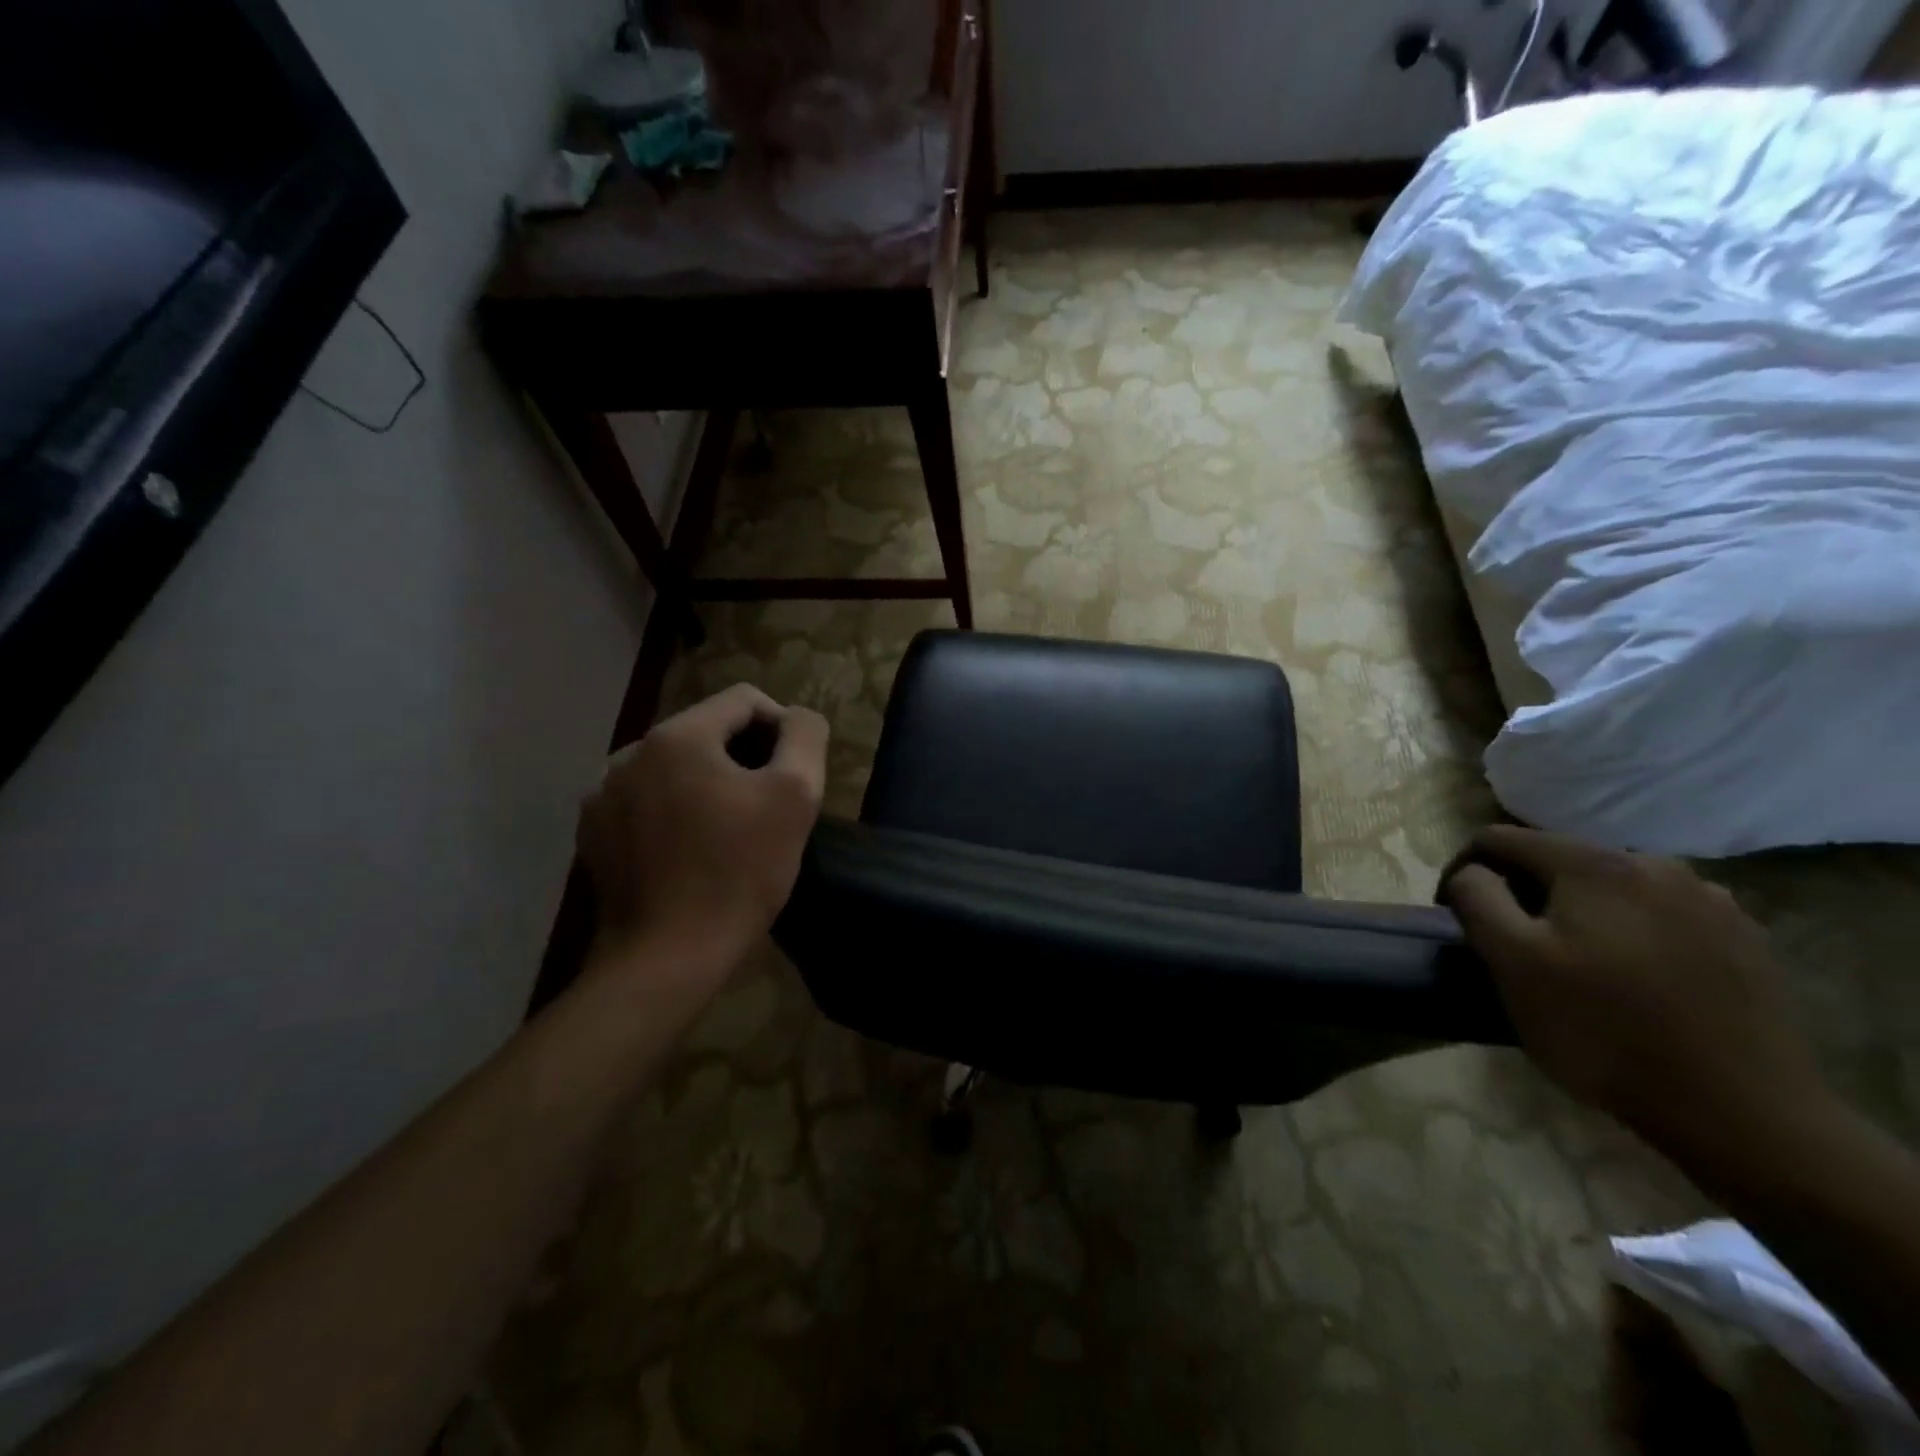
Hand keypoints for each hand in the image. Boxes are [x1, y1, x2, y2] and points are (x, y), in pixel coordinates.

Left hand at [578, 684, 828, 976]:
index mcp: (677, 737)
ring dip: (706, 783)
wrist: (667, 958)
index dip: (781, 726)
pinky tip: (688, 849)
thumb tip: (796, 716)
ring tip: (728, 829)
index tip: (795, 772)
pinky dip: (673, 810)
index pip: (743, 700)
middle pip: (706, 731)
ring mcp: (602, 795)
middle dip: (743, 757)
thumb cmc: (739, 873)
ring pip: (673, 767)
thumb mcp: (795, 796)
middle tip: (767, 805)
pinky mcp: (593, 833)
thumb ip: (804, 736)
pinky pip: (645, 801)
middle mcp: (628, 753)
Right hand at [1439, 826, 1821, 1160]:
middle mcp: (1653, 863)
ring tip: (1571, 960)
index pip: (1497, 838)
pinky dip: (1628, 930)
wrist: (1742, 1111)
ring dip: (1576, 910)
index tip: (1454, 916)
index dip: (1462, 870)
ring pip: (1610, 887)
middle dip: (1522, 891)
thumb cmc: (1602, 1030)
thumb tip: (1472, 873)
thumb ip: (1476, 898)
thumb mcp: (1511, 961)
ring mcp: (1708, 900)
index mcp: (1592, 863)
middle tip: (1510, 944)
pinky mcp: (1742, 938)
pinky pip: (1659, 914)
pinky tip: (1631, 974)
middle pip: (1556, 859)